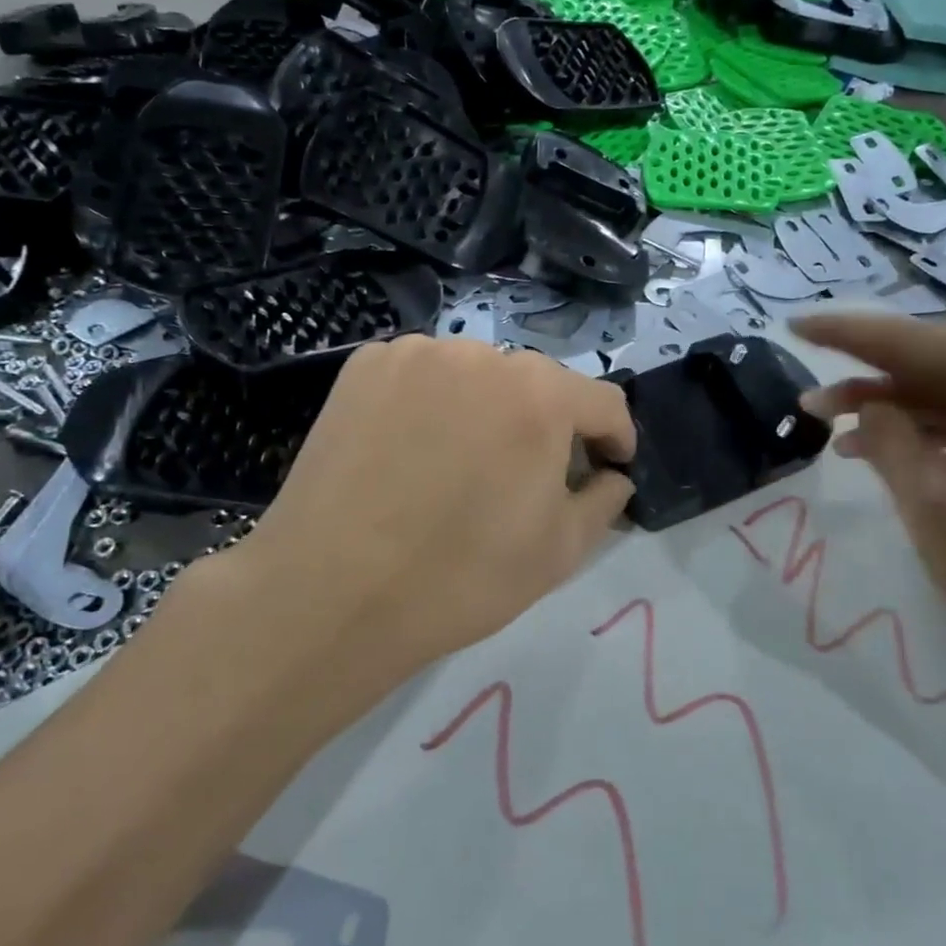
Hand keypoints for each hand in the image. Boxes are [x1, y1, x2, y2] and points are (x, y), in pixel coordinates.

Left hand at [226, 336, 635, 673]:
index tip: (609, 468)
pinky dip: (435, 402)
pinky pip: (425, 375)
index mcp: (540, 395)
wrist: (330, 592)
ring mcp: (417, 353)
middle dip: (549, 426)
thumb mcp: (560, 551)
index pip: (603, 403)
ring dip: (489, 409)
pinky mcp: (365, 364)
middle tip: (530, 477)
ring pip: (479, 375)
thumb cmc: (461, 576)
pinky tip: (414, 448)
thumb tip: (610, 475)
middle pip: (539, 385)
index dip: (615, 439)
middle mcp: (483, 355)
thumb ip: (604, 500)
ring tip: (464, 464)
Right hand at [792, 314, 945, 661]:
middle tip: (809, 399)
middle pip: (934, 365)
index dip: (846, 334)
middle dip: (867, 381)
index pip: (914, 342)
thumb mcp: (929, 499)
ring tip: (830, 428)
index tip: (795, 325)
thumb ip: (886, 437)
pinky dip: (927, 431)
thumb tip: (866, 407)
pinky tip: (880, 449)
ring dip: (893, 410)